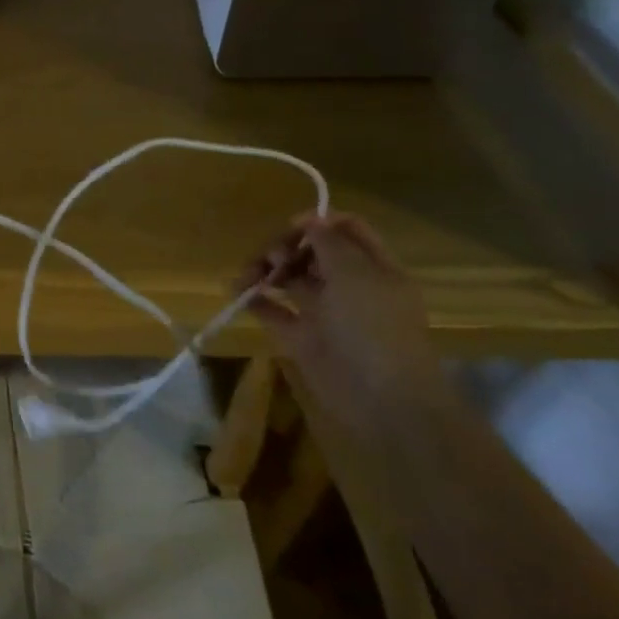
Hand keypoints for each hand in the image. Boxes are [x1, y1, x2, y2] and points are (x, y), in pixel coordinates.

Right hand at [236, 212, 442, 442]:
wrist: (382, 398)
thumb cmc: (373, 327)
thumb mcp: (355, 274)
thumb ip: (329, 242)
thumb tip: (310, 220)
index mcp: (373, 268)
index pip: (347, 230)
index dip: (318, 221)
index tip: (291, 227)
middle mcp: (349, 286)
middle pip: (312, 252)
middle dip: (286, 247)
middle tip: (272, 258)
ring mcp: (325, 313)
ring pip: (290, 279)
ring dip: (265, 270)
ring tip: (246, 276)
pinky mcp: (301, 337)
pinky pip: (273, 311)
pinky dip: (254, 300)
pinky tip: (237, 292)